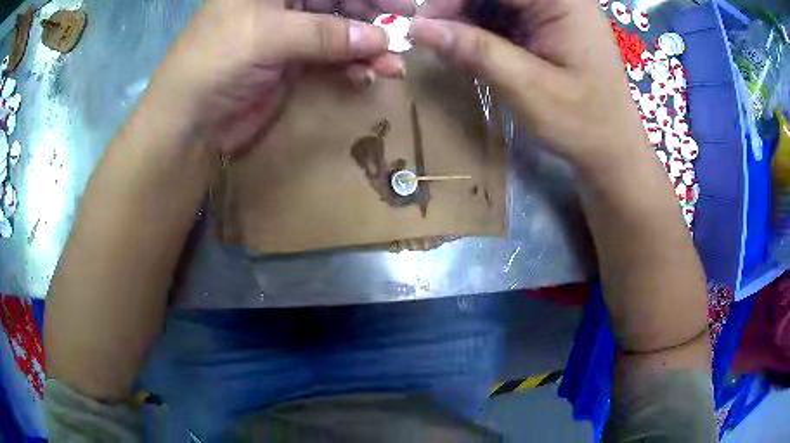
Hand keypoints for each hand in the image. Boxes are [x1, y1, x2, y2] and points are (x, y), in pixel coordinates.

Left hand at [141, 0, 404, 154]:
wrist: (189, 123)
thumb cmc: (215, 63)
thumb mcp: (269, 36)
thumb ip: (326, 33)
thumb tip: (380, 38)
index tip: (400, 3)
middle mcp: (282, 3)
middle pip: (339, 1)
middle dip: (372, 17)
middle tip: (403, 34)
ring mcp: (288, 32)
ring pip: (339, 30)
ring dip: (368, 47)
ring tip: (393, 64)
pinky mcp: (292, 61)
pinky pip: (331, 57)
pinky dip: (351, 66)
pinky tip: (366, 75)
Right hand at [411, 0, 647, 170]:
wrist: (612, 150)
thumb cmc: (583, 123)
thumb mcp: (528, 88)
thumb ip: (476, 52)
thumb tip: (418, 27)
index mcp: (564, 1)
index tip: (424, 21)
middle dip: (458, 6)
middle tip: (430, 34)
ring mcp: (554, 11)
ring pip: (494, 2)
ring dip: (466, 19)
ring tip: (448, 47)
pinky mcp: (547, 26)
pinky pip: (504, 15)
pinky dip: (481, 30)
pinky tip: (469, 49)